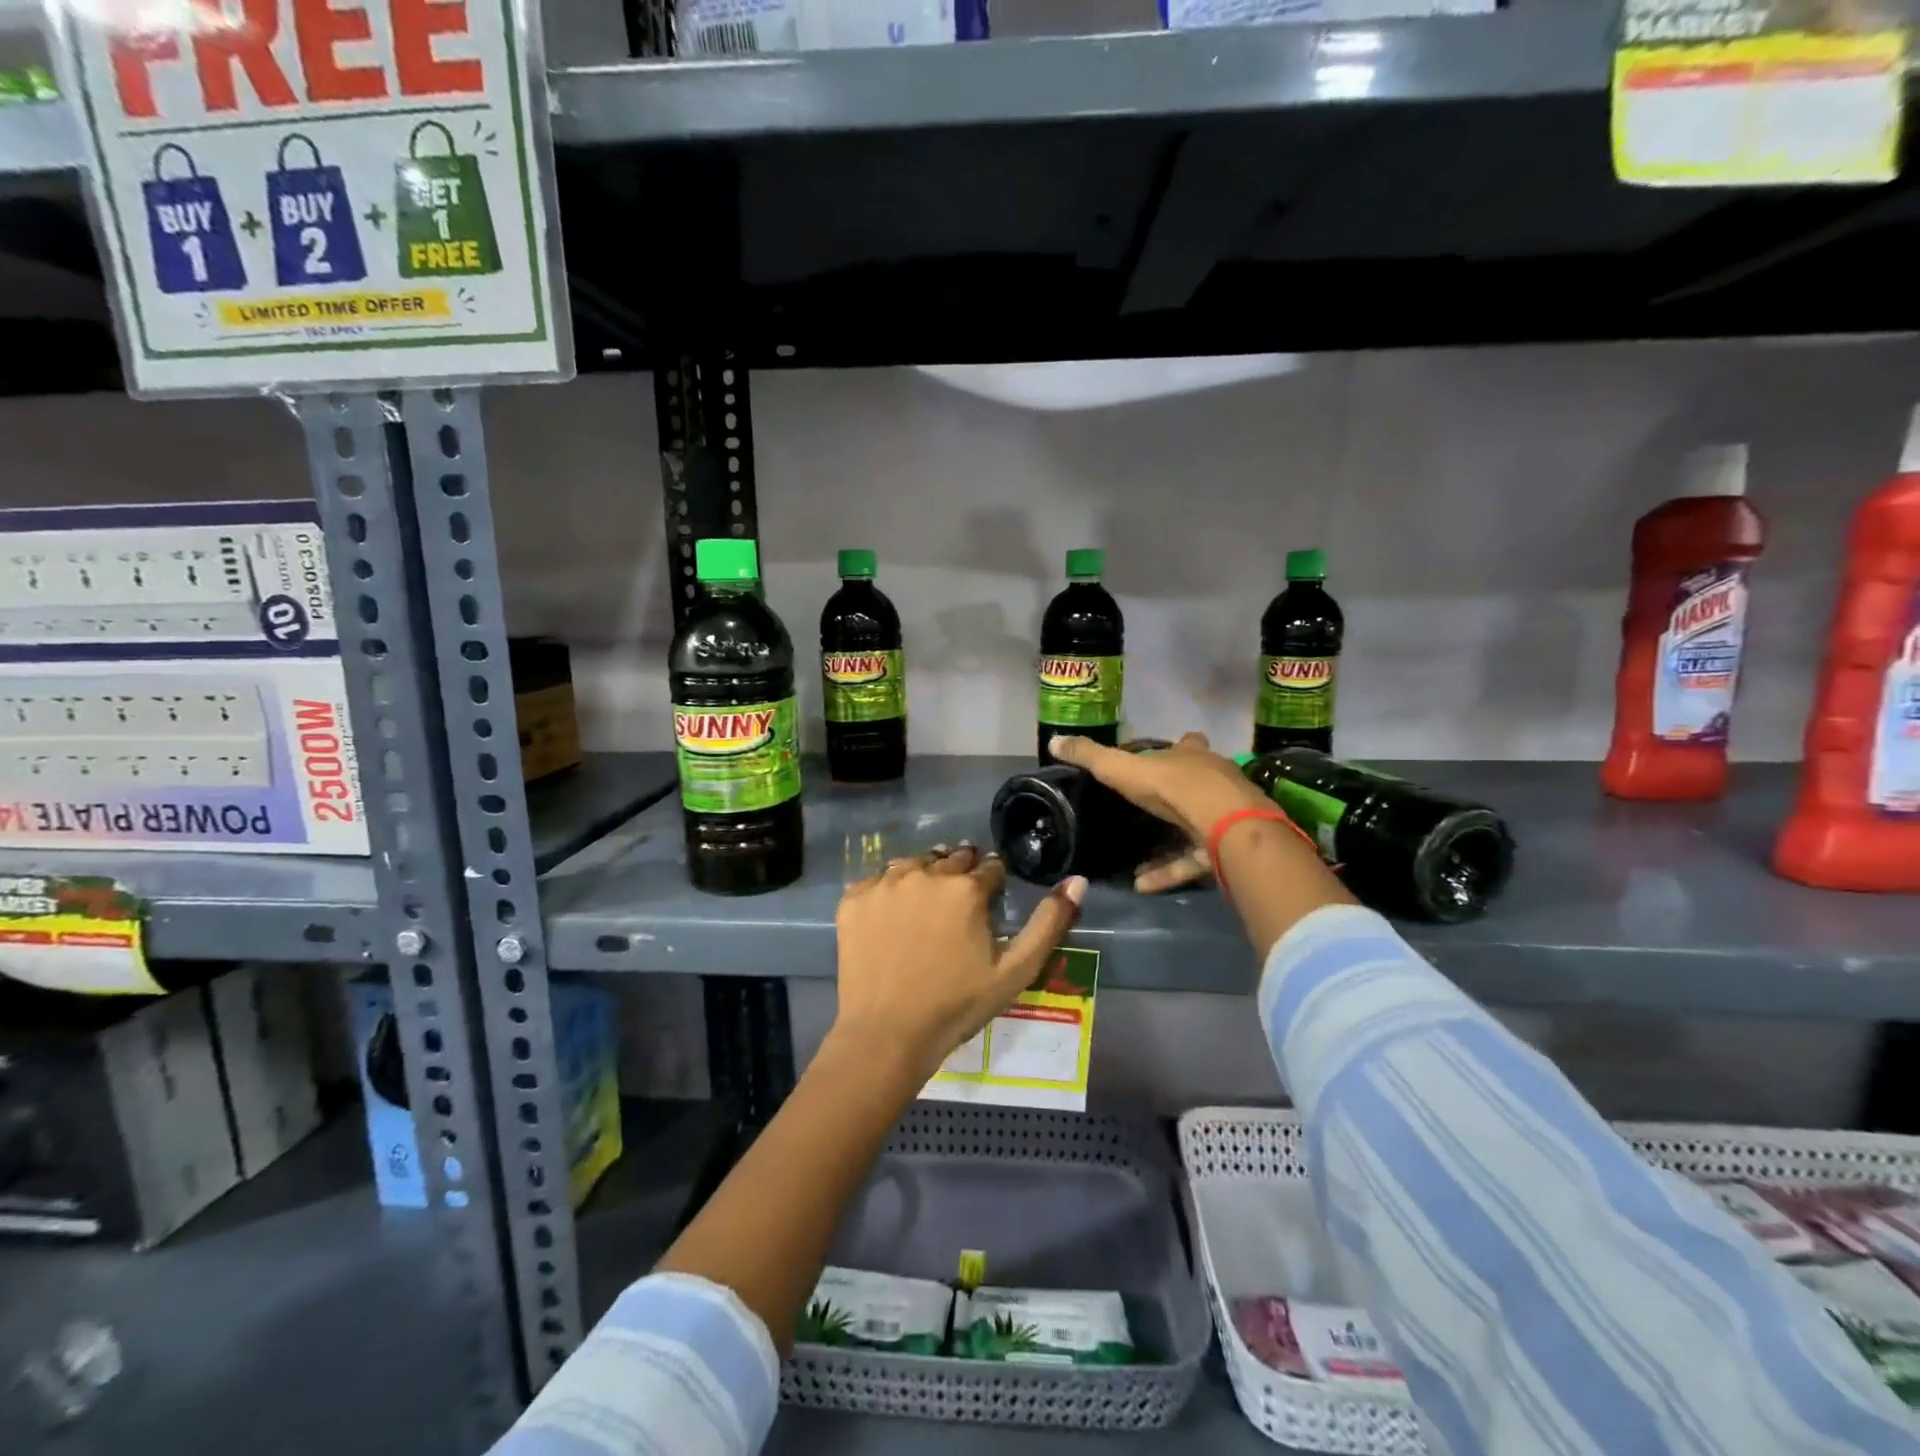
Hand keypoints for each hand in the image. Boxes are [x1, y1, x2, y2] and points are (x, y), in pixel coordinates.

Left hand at [831, 844, 1084, 1084]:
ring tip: (926, 905)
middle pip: (951, 858)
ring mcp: (885, 884)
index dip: (993, 881)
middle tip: (959, 903)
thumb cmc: (958, 1005)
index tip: (990, 899)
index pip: (989, 867)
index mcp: (966, 888)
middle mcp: (925, 873)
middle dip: (960, 873)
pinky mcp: (854, 898)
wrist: (887, 1034)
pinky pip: (877, 880)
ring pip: (914, 863)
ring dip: (925, 875)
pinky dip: (888, 891)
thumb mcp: (1015, 971)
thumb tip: (1077, 881)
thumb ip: (1049, 923)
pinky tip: (892, 917)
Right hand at [1049, 731, 1274, 892]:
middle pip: (1197, 785)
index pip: (1187, 744)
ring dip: (1166, 846)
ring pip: (1195, 828)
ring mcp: (1225, 816)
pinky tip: (1141, 884)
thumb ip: (1090, 756)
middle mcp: (1213, 781)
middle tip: (1146, 812)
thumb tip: (1054, 741)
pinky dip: (1167, 872)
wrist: (1226, 824)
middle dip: (1175, 797)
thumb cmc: (1173, 786)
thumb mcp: (1122, 769)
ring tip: (1134, 863)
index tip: (1168, 751)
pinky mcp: (1226, 850)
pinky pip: (1191, 862)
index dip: (1179, 747)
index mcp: (1191, 756)